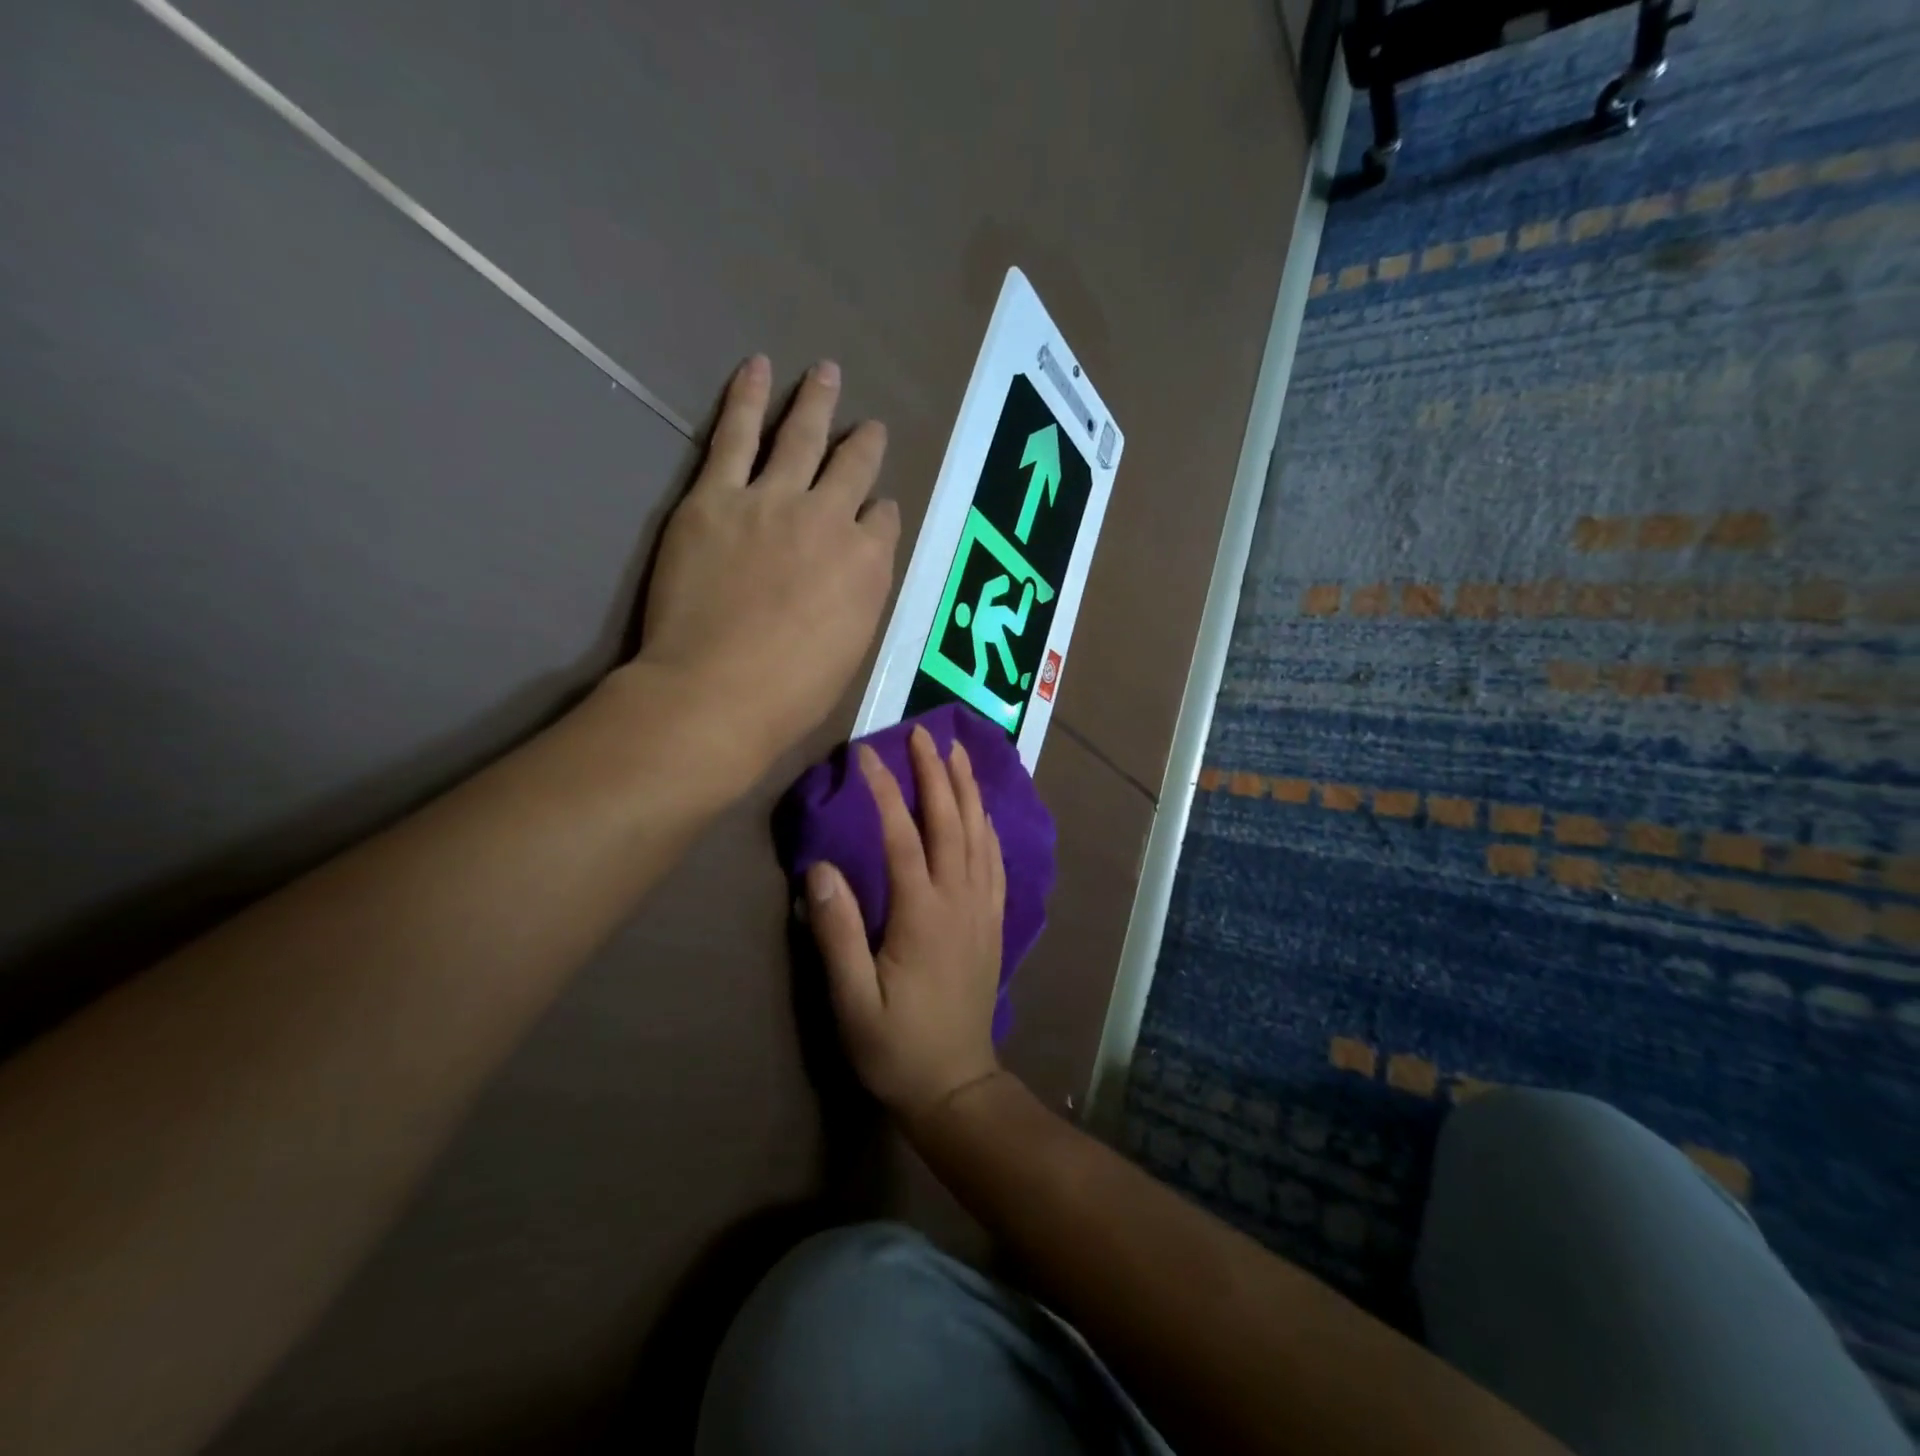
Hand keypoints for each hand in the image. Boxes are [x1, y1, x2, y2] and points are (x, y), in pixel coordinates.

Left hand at [633, 356, 900, 784]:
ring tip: (826, 372)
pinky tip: (758, 368)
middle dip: (864, 443)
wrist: (717, 690)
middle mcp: (829, 519)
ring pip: (802, 437)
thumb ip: (861, 596)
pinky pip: (736, 436)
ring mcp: (772, 501)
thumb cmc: (792, 691)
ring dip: (817, 402)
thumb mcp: (852, 648)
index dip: (879, 512)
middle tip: (870, 426)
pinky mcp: (715, 497)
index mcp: (868, 563)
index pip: (883, 520)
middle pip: (853, 467)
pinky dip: (747, 398)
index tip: (875, 509)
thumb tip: (861, 567)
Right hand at [806, 726, 1006, 1122]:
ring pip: (980, 835)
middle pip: (951, 822)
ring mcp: (982, 909)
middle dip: (936, 774)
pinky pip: (995, 861)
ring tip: (958, 754)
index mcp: (923, 914)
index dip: (884, 791)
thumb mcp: (853, 1000)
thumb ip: (837, 933)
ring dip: (968, 790)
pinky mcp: (993, 922)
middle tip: (923, 734)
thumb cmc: (896, 1046)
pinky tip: (983, 813)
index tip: (865, 755)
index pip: (903, 835)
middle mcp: (959, 900)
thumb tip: (820, 869)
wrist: (956, 1084)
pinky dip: (988, 827)